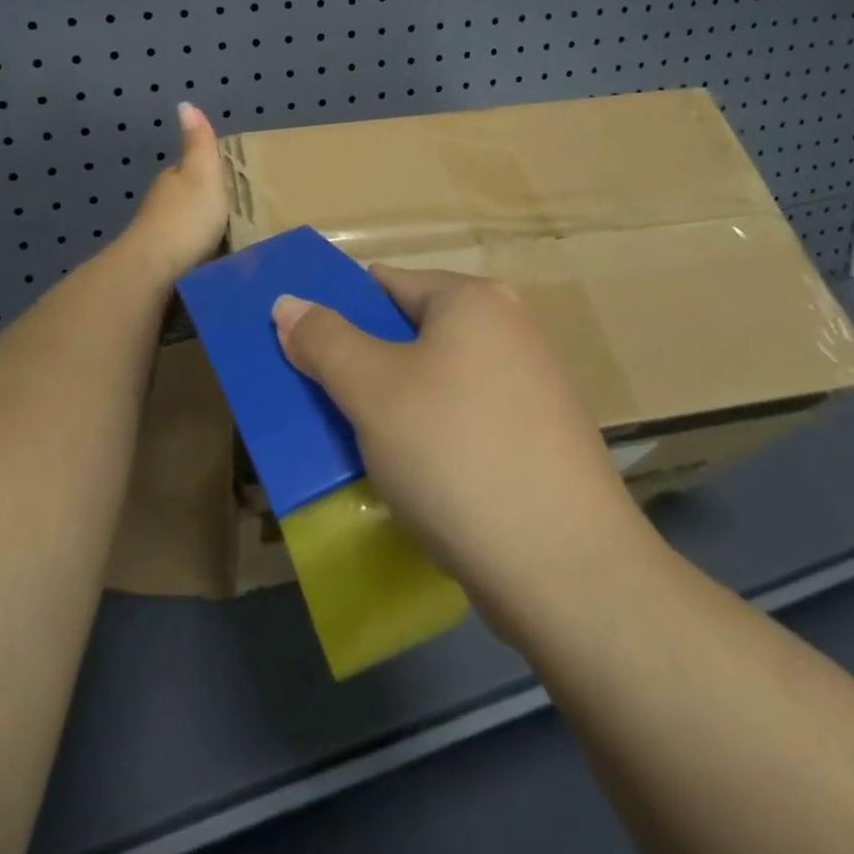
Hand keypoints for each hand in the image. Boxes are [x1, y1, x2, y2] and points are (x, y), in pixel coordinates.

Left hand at [118, 103, 229, 284]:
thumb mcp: (202, 174)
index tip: (234, 185)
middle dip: (207, 206)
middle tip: (238, 217)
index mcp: (172, 180)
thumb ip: (198, 143)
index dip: (210, 174)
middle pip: (187, 199)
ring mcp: (157, 236)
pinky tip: (211, 263)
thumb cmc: (186, 220)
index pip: (190, 170)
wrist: (154, 271)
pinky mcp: (160, 265)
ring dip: (201, 233)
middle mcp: (160, 204)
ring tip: (230, 243)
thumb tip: (185, 103)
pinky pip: (184, 253)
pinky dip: (196, 255)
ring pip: (184, 228)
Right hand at [272, 267, 655, 633]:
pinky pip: (464, 417)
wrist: (566, 569)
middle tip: (324, 404)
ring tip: (358, 445)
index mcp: (473, 300)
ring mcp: (531, 384)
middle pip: (411, 332)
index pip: (386, 283)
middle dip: (363, 365)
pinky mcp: (539, 436)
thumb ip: (323, 341)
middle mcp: (509, 328)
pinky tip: (411, 476)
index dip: (339, 313)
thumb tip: (288, 302)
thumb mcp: (371, 391)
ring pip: (436, 380)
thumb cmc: (455, 454)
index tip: (303, 353)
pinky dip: (430, 435)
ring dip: (393, 405)